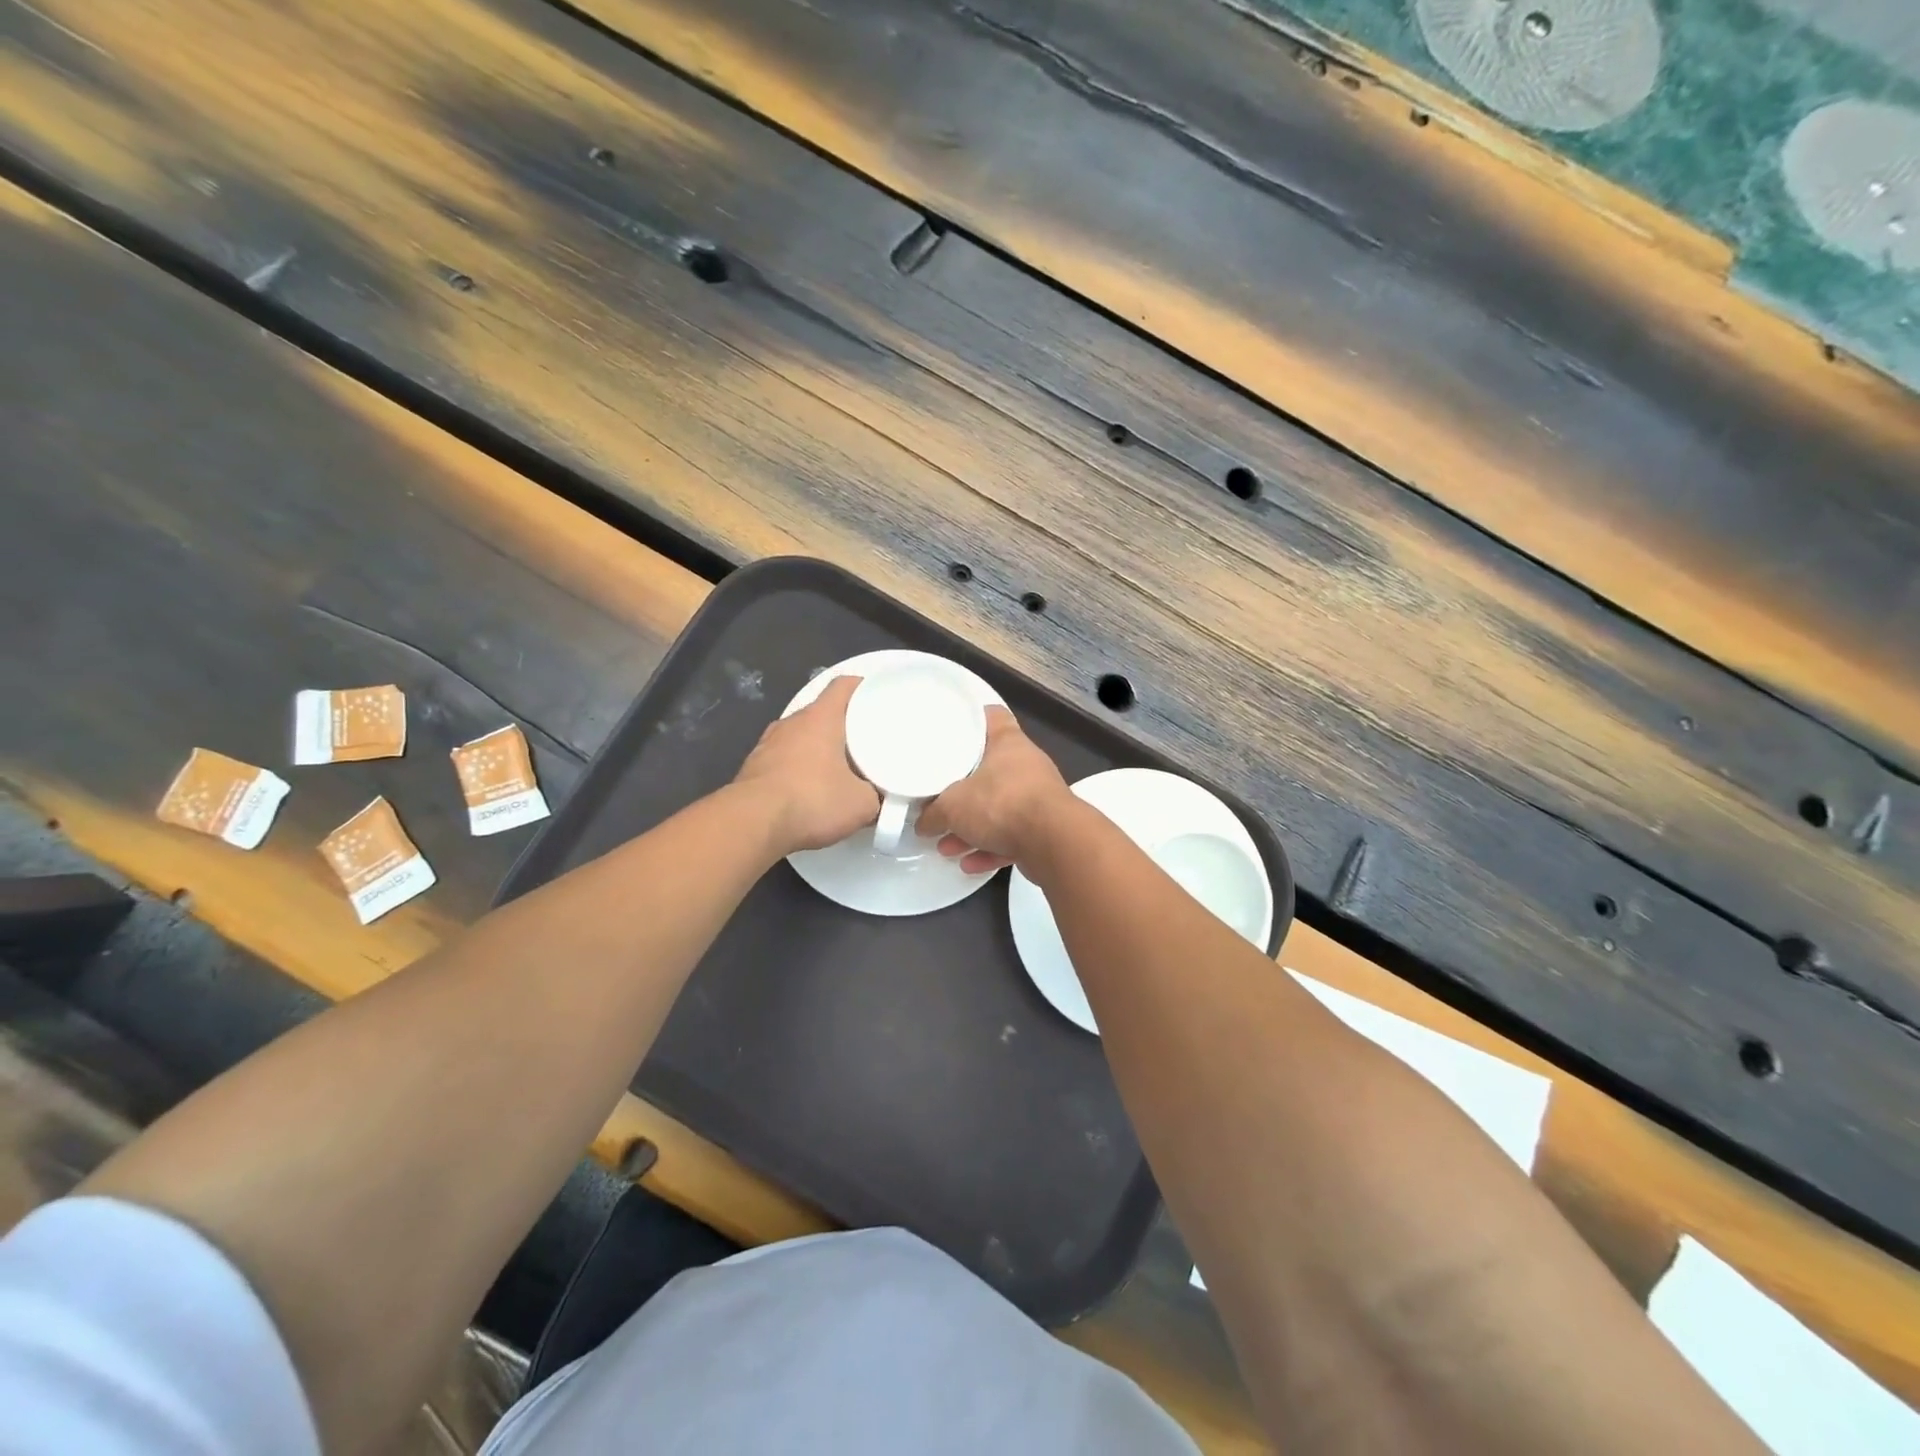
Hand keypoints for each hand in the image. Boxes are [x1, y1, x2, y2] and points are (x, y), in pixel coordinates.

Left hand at [733, 675, 878, 854]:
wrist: (752, 824)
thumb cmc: (813, 800)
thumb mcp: (861, 804)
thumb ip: (875, 796)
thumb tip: (876, 798)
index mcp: (820, 717)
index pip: (843, 686)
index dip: (862, 686)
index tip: (877, 696)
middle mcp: (791, 722)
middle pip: (821, 712)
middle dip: (842, 724)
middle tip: (864, 741)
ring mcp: (767, 744)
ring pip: (800, 736)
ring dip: (817, 748)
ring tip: (836, 768)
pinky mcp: (752, 768)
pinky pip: (783, 760)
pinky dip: (797, 769)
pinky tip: (807, 791)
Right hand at [918, 707, 1074, 873]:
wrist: (1054, 843)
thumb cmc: (1001, 804)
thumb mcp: (952, 806)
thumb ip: (933, 813)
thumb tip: (922, 823)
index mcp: (1008, 744)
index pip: (991, 716)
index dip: (972, 719)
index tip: (952, 729)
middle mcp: (1026, 766)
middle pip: (990, 769)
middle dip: (963, 789)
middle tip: (940, 799)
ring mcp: (1039, 798)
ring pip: (999, 809)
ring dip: (974, 828)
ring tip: (945, 846)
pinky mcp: (1045, 830)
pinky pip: (1012, 837)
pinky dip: (991, 849)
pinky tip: (968, 864)